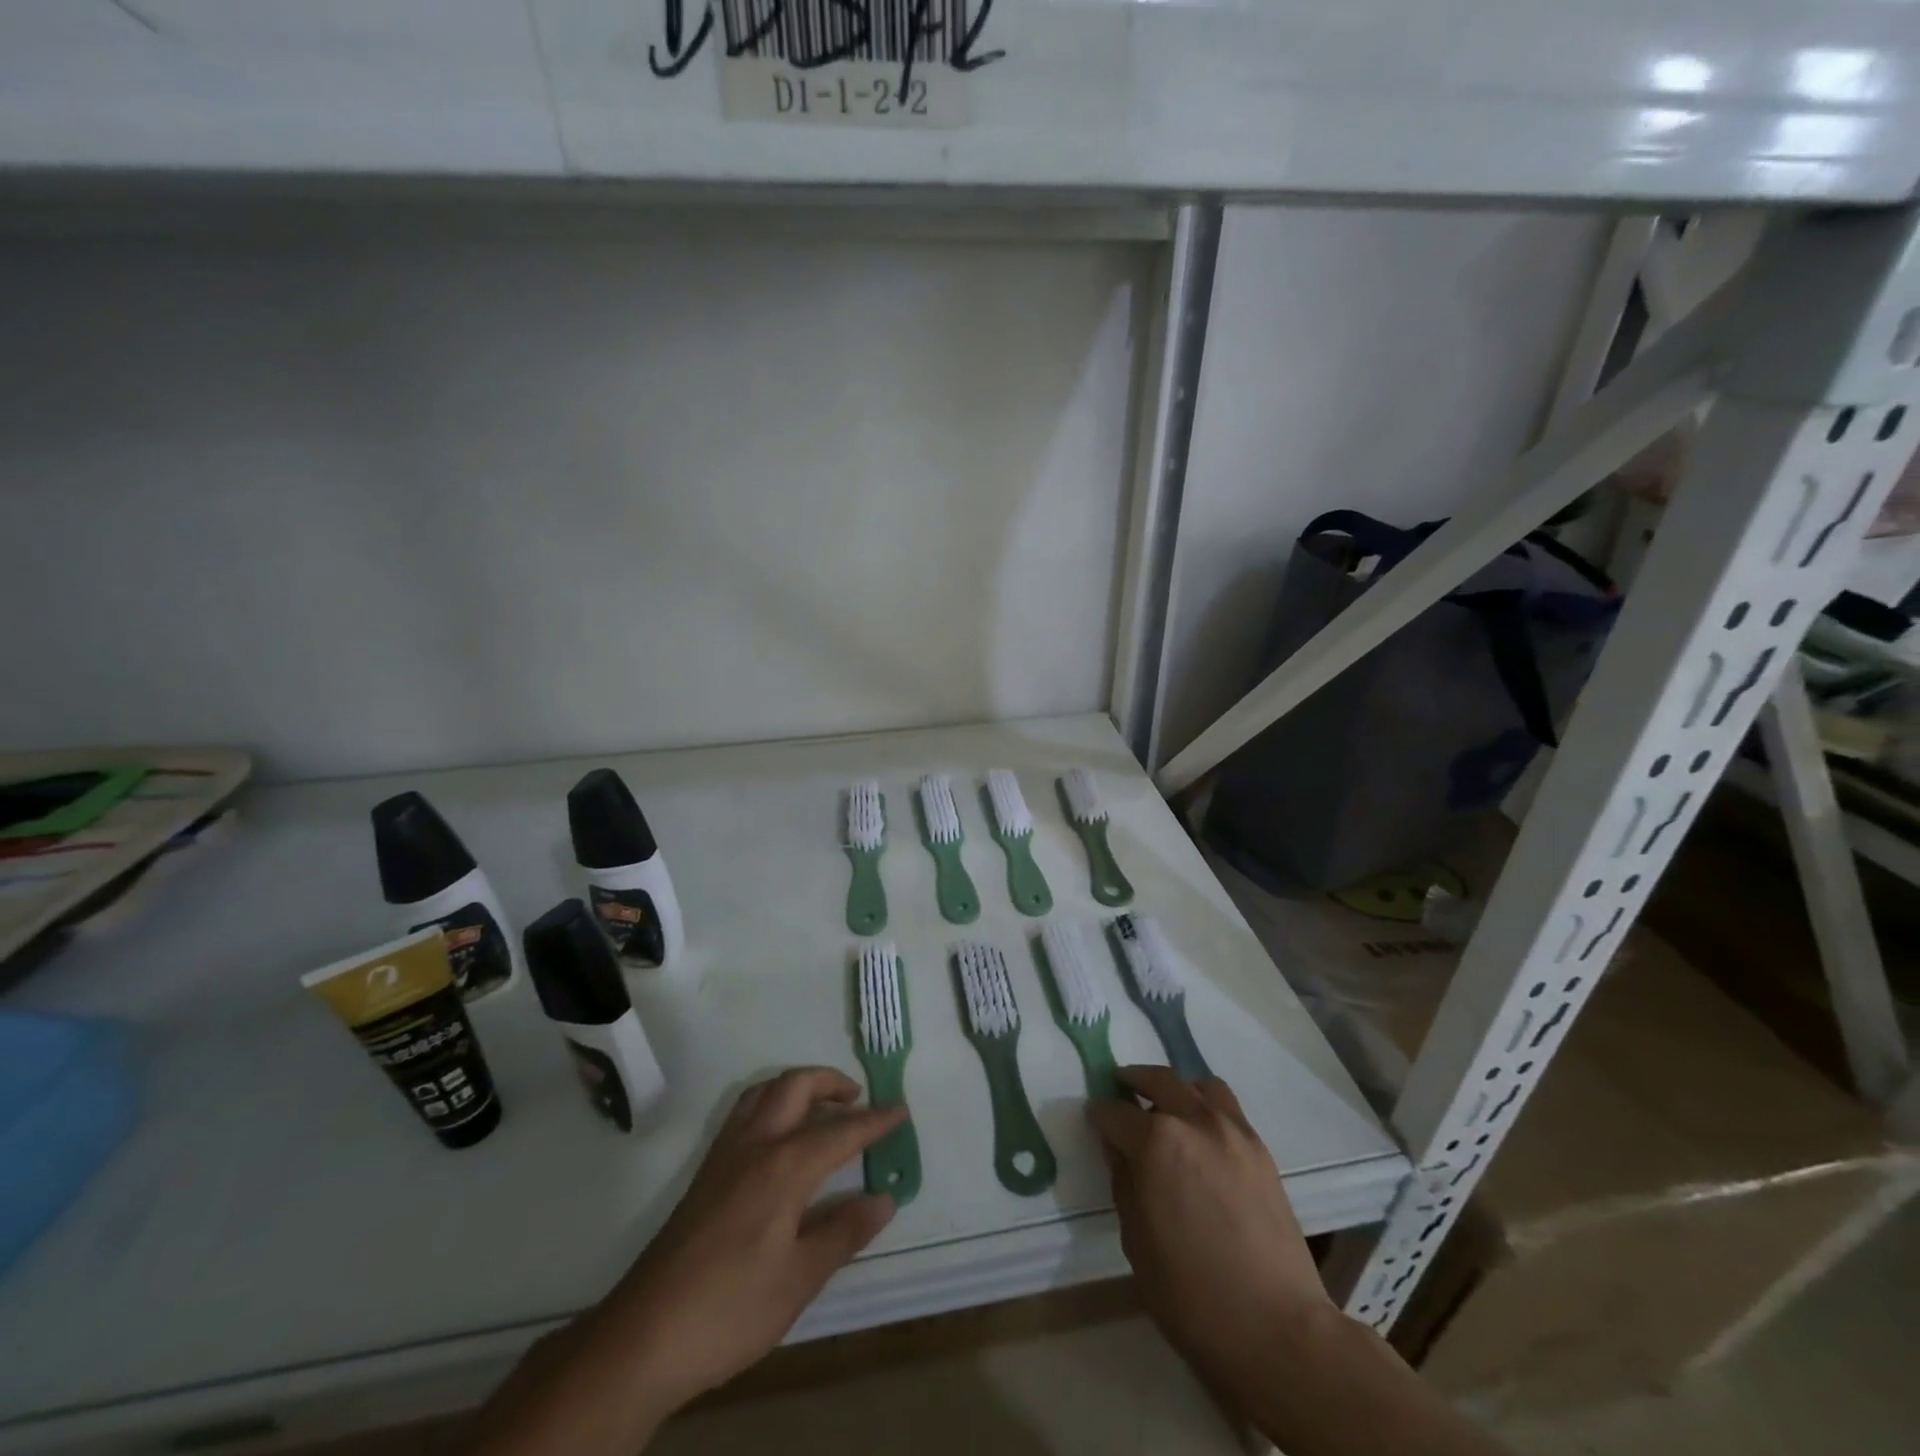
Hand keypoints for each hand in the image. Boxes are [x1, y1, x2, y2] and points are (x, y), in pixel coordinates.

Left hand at [596, 1066, 905, 1413]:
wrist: (644, 1336)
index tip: (900, 1111)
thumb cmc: (730, 1309)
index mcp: (785, 1167)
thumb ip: (843, 1233)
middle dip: (832, 1083)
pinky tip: (779, 1137)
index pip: (841, 1132)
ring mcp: (725, 1154)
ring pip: (765, 1092)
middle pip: (796, 1087)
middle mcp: (756, 1144)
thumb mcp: (798, 1280)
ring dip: (798, 1087)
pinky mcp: (706, 1172)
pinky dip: (771, 1103)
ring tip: (822, 1108)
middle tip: (859, 1099)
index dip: (874, 1121)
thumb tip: (884, 1199)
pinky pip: (744, 1112)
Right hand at [1087, 1066, 1331, 1391]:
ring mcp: (1232, 1131)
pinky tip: (1201, 1133)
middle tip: (1120, 1085)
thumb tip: (1118, 1149)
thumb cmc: (1191, 1294)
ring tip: (1167, 1106)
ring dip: (1176, 1088)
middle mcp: (1193, 1121)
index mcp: (1155, 1143)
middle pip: (1158, 1079)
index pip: (1115, 1112)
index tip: (1093, 1118)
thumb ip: (1123, 1182)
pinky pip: (1227, 1107)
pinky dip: (1207, 1105)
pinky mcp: (1260, 1149)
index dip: (1099, 1115)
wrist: (1277, 1328)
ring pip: (1198, 1085)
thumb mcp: (1135, 1241)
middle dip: (1133, 1079)